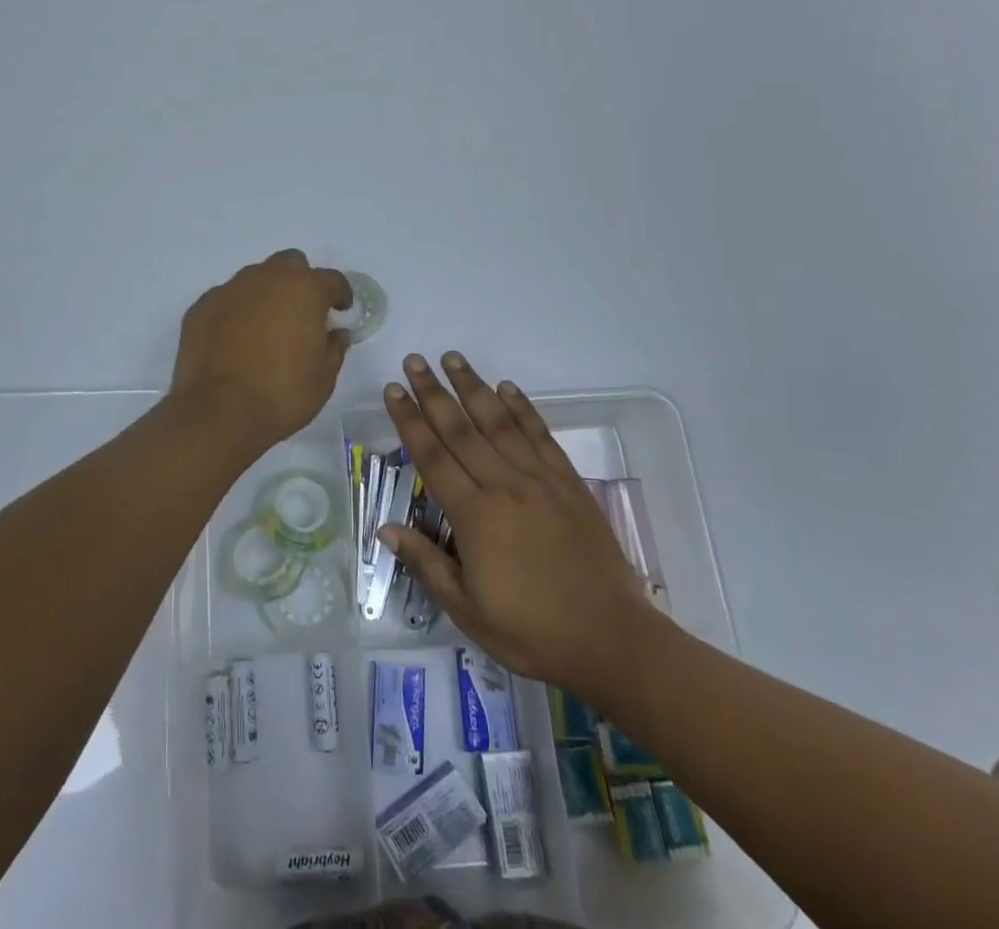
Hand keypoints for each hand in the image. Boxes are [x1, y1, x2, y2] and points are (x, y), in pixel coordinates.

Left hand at [171, 250, 351, 451]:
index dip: (340, 293)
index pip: (331, 279)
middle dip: (300, 281)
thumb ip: (334, 347)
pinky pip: (226, 300)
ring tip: (266, 327)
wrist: (219, 412)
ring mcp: (229, 290)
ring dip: (266, 294)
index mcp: (303, 289)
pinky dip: (236, 312)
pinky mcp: (201, 307)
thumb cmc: (283, 393)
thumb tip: (335, 333)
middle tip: (302, 311)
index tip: (341, 309)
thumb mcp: (324, 377)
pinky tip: (235, 339)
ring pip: (254, 278)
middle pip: (289, 264)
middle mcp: (266, 279)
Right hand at [378, 352, 659, 690]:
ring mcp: (540, 480)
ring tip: (453, 358)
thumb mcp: (468, 611)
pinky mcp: (569, 483)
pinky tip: (507, 388)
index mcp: (474, 516)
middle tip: (414, 361)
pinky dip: (522, 408)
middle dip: (433, 392)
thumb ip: (427, 564)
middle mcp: (504, 485)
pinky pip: (541, 435)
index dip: (409, 421)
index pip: (432, 456)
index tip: (393, 390)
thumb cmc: (532, 632)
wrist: (611, 640)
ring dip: (473, 387)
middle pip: (461, 429)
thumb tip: (386, 529)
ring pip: (499, 422)